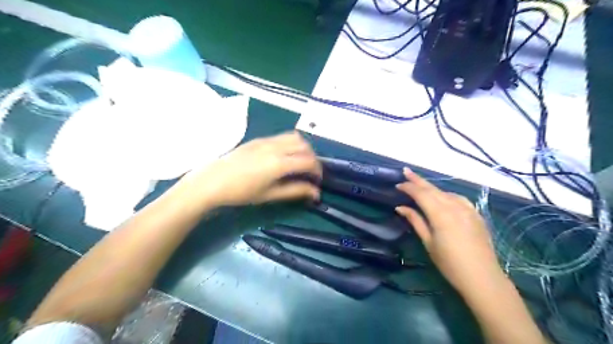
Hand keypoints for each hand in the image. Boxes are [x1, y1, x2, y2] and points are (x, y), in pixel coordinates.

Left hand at [183, 131, 320, 206]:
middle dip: (313, 158)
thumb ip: (295, 191)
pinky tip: (285, 156)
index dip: (318, 170)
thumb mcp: (270, 194)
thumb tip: (315, 192)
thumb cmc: (241, 192)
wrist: (213, 181)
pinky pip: (282, 136)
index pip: (309, 161)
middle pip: (305, 146)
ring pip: (295, 137)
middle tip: (310, 172)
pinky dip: (291, 144)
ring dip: (303, 148)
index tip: (317, 181)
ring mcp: (267, 140)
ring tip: (300, 162)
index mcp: (279, 163)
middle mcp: (276, 147)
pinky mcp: (259, 139)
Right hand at [398, 168, 501, 294]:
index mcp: (440, 214)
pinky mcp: (476, 215)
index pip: (421, 194)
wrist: (482, 277)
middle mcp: (454, 207)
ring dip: (432, 188)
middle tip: (406, 171)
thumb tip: (400, 207)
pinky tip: (444, 197)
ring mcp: (468, 209)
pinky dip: (447, 195)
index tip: (398, 185)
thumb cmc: (450, 263)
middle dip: (418, 180)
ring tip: (421, 186)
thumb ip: (415, 221)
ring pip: (446, 192)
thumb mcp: (428, 242)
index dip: (409, 187)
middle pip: (433, 189)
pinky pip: (459, 199)